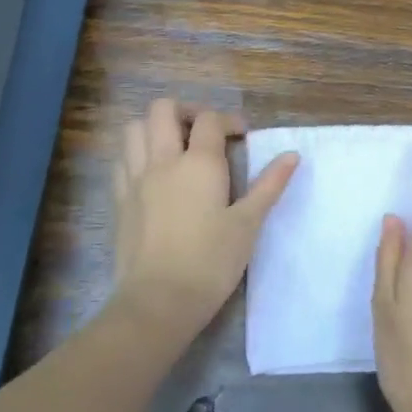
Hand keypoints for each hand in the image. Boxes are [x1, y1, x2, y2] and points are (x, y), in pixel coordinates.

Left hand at [110, 98, 298, 343]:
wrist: (158, 301)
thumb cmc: (211, 262)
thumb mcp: (248, 224)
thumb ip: (269, 185)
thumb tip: (292, 155)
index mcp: (199, 163)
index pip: (210, 119)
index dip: (228, 120)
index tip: (242, 135)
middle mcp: (163, 161)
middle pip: (163, 110)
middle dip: (186, 111)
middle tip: (204, 131)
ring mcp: (135, 179)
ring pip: (134, 128)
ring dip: (155, 127)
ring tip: (175, 145)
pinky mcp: (119, 200)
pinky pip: (122, 159)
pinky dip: (137, 153)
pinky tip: (153, 172)